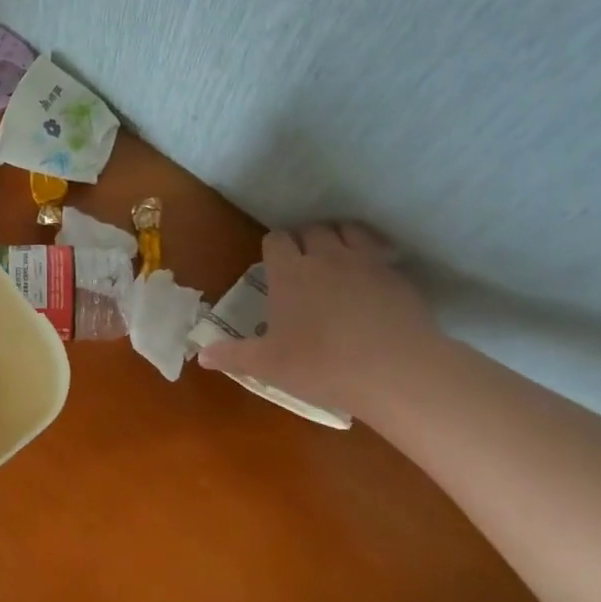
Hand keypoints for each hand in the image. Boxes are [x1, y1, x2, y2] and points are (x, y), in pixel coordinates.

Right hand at [197, 222, 438, 413]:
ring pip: (348, 231)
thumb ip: (233, 356)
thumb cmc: (322, 365)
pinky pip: (380, 251)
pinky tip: (371, 278)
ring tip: (336, 259)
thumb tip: (201, 356)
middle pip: (312, 230)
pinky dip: (372, 255)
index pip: (276, 240)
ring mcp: (366, 262)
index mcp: (289, 272)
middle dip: (305, 240)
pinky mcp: (398, 276)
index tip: (273, 266)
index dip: (273, 249)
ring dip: (338, 238)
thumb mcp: (268, 365)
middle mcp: (326, 257)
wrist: (396, 371)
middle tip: (302, 264)